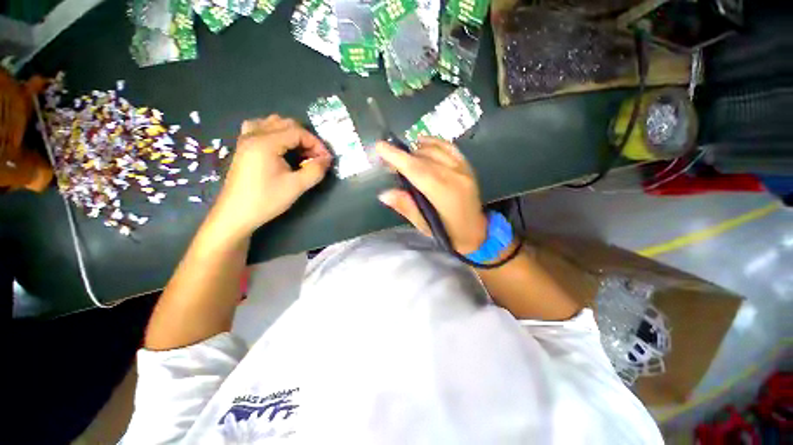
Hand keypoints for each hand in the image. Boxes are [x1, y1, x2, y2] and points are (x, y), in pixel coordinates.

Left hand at [209, 115, 331, 238]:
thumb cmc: (266, 200)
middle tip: (315, 157)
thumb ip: (315, 170)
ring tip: (301, 152)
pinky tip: (280, 146)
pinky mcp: (243, 147)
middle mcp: (254, 134)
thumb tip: (327, 159)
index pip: (298, 132)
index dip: (316, 144)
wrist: (236, 214)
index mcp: (265, 142)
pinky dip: (275, 132)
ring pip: (273, 123)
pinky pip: (260, 128)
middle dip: (306, 138)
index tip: (326, 159)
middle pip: (286, 124)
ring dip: (291, 134)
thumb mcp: (296, 186)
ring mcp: (245, 139)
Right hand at [376, 136, 487, 253]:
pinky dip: (434, 142)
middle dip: (402, 156)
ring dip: (415, 151)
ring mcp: (463, 169)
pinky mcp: (467, 167)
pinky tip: (423, 142)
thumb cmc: (449, 234)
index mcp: (443, 193)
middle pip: (423, 159)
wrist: (476, 232)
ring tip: (403, 157)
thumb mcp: (424, 225)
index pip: (415, 170)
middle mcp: (454, 176)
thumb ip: (406, 207)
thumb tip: (384, 194)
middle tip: (388, 160)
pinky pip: (449, 147)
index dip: (397, 157)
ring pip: (435, 151)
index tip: (379, 146)